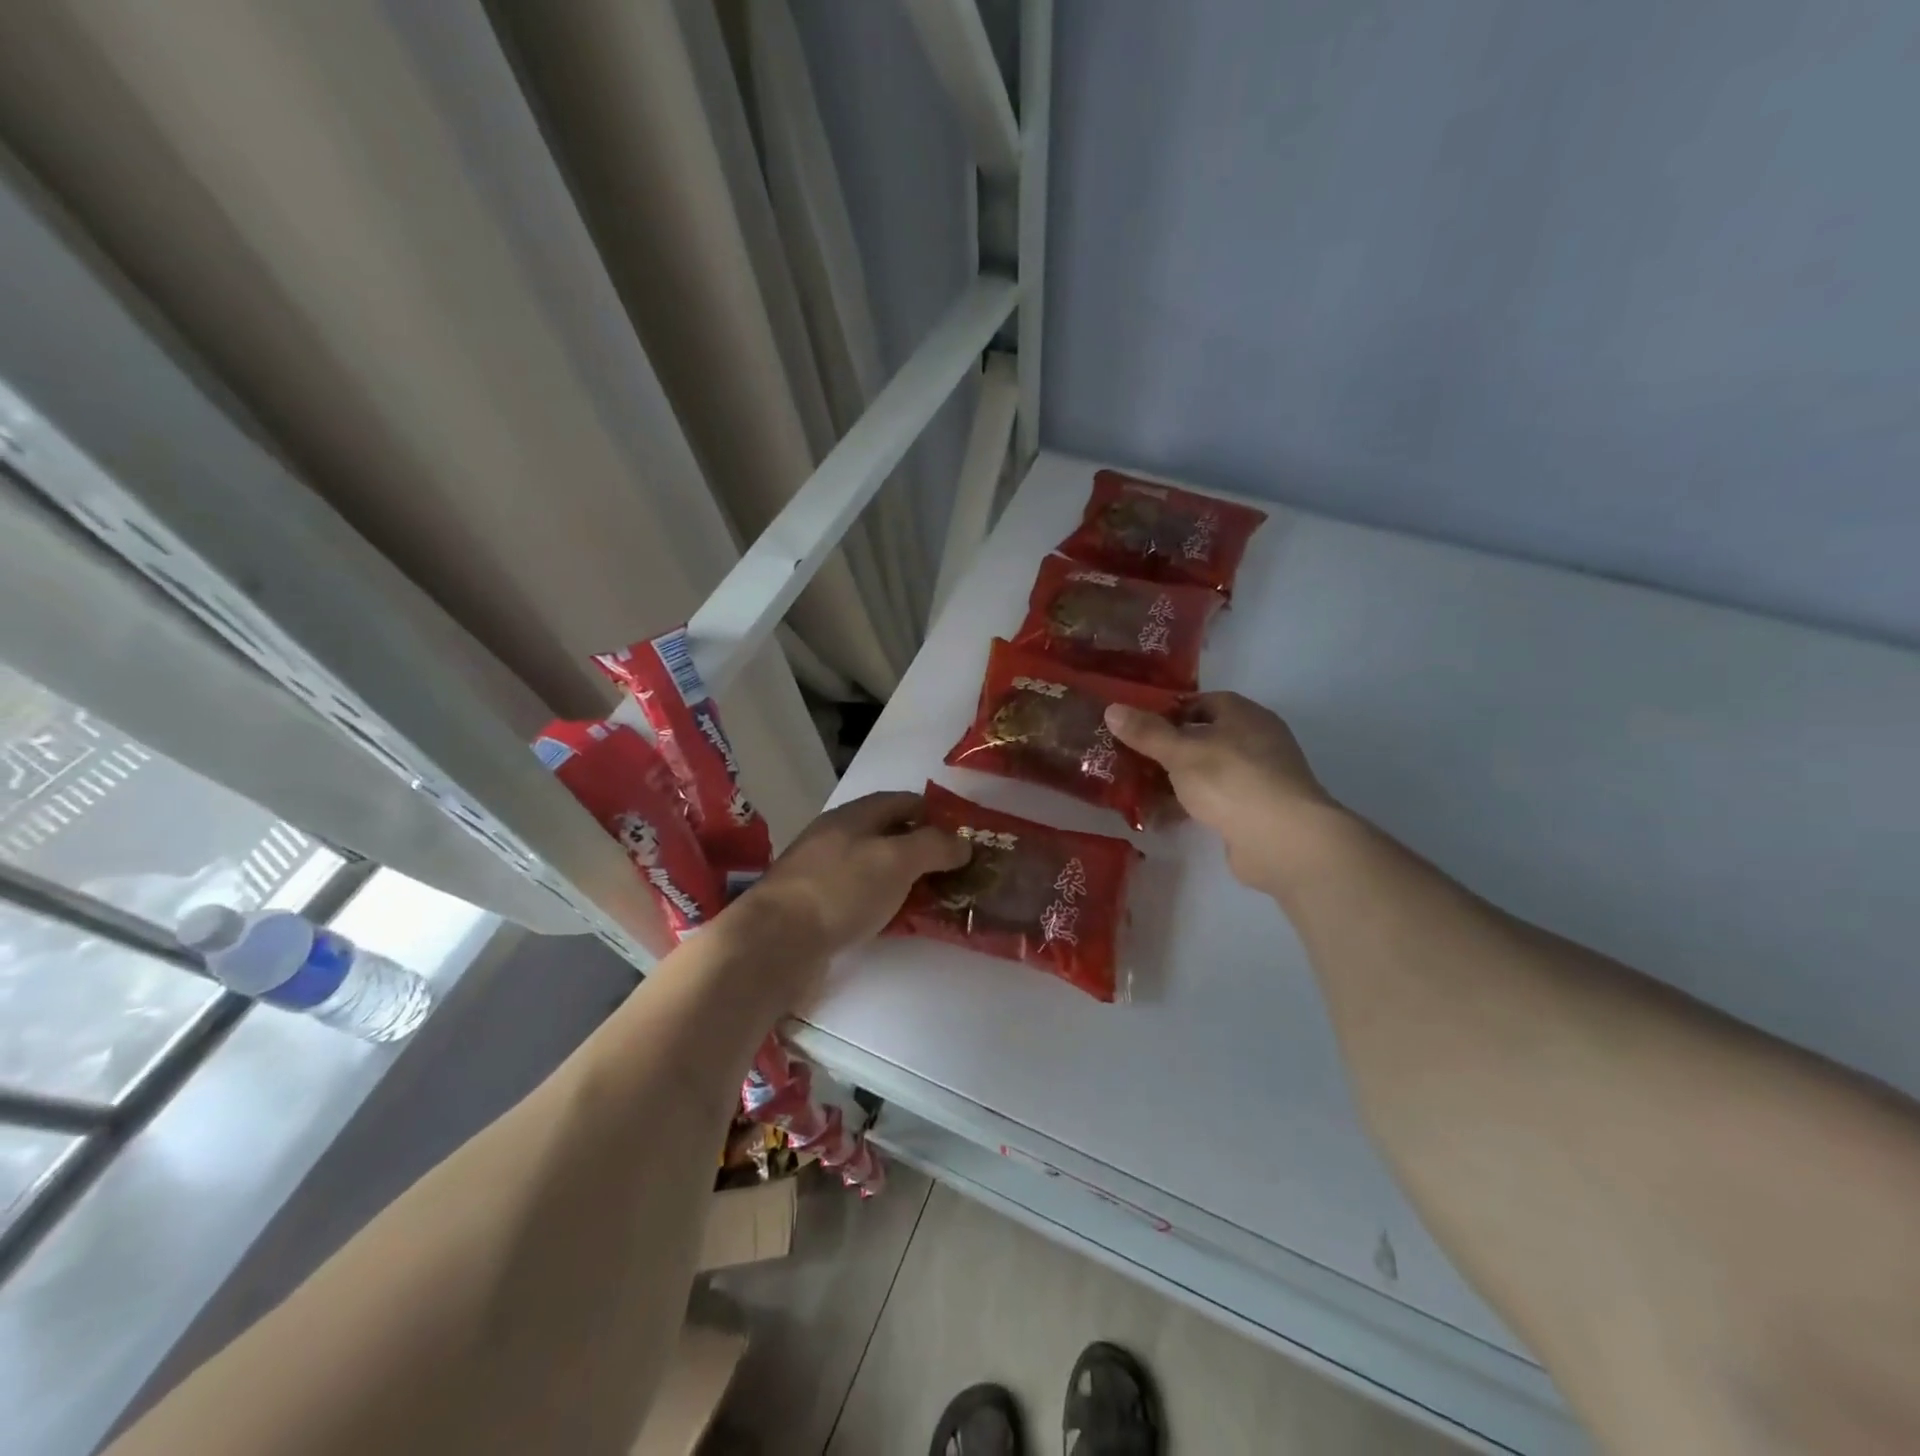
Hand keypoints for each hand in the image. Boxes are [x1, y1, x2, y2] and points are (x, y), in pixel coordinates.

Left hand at [739, 791, 968, 959]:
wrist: (775, 941)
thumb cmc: (841, 889)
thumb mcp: (897, 859)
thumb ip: (934, 846)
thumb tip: (963, 843)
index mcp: (854, 815)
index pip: (903, 801)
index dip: (935, 814)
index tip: (964, 836)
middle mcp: (836, 837)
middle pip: (889, 835)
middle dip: (923, 850)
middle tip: (957, 873)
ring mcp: (822, 872)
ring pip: (875, 868)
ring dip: (905, 880)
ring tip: (936, 900)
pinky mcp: (815, 907)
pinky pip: (860, 897)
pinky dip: (883, 904)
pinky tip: (898, 921)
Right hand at [1104, 692, 1346, 890]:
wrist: (1283, 840)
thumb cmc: (1232, 780)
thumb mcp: (1181, 752)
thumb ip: (1146, 732)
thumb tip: (1111, 708)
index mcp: (1243, 715)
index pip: (1202, 702)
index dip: (1169, 711)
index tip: (1136, 725)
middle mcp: (1255, 741)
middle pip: (1202, 738)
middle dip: (1166, 750)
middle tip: (1129, 759)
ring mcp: (1257, 778)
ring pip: (1205, 772)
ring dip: (1174, 782)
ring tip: (1135, 791)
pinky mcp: (1254, 812)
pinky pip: (1213, 801)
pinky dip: (1188, 806)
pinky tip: (1160, 818)